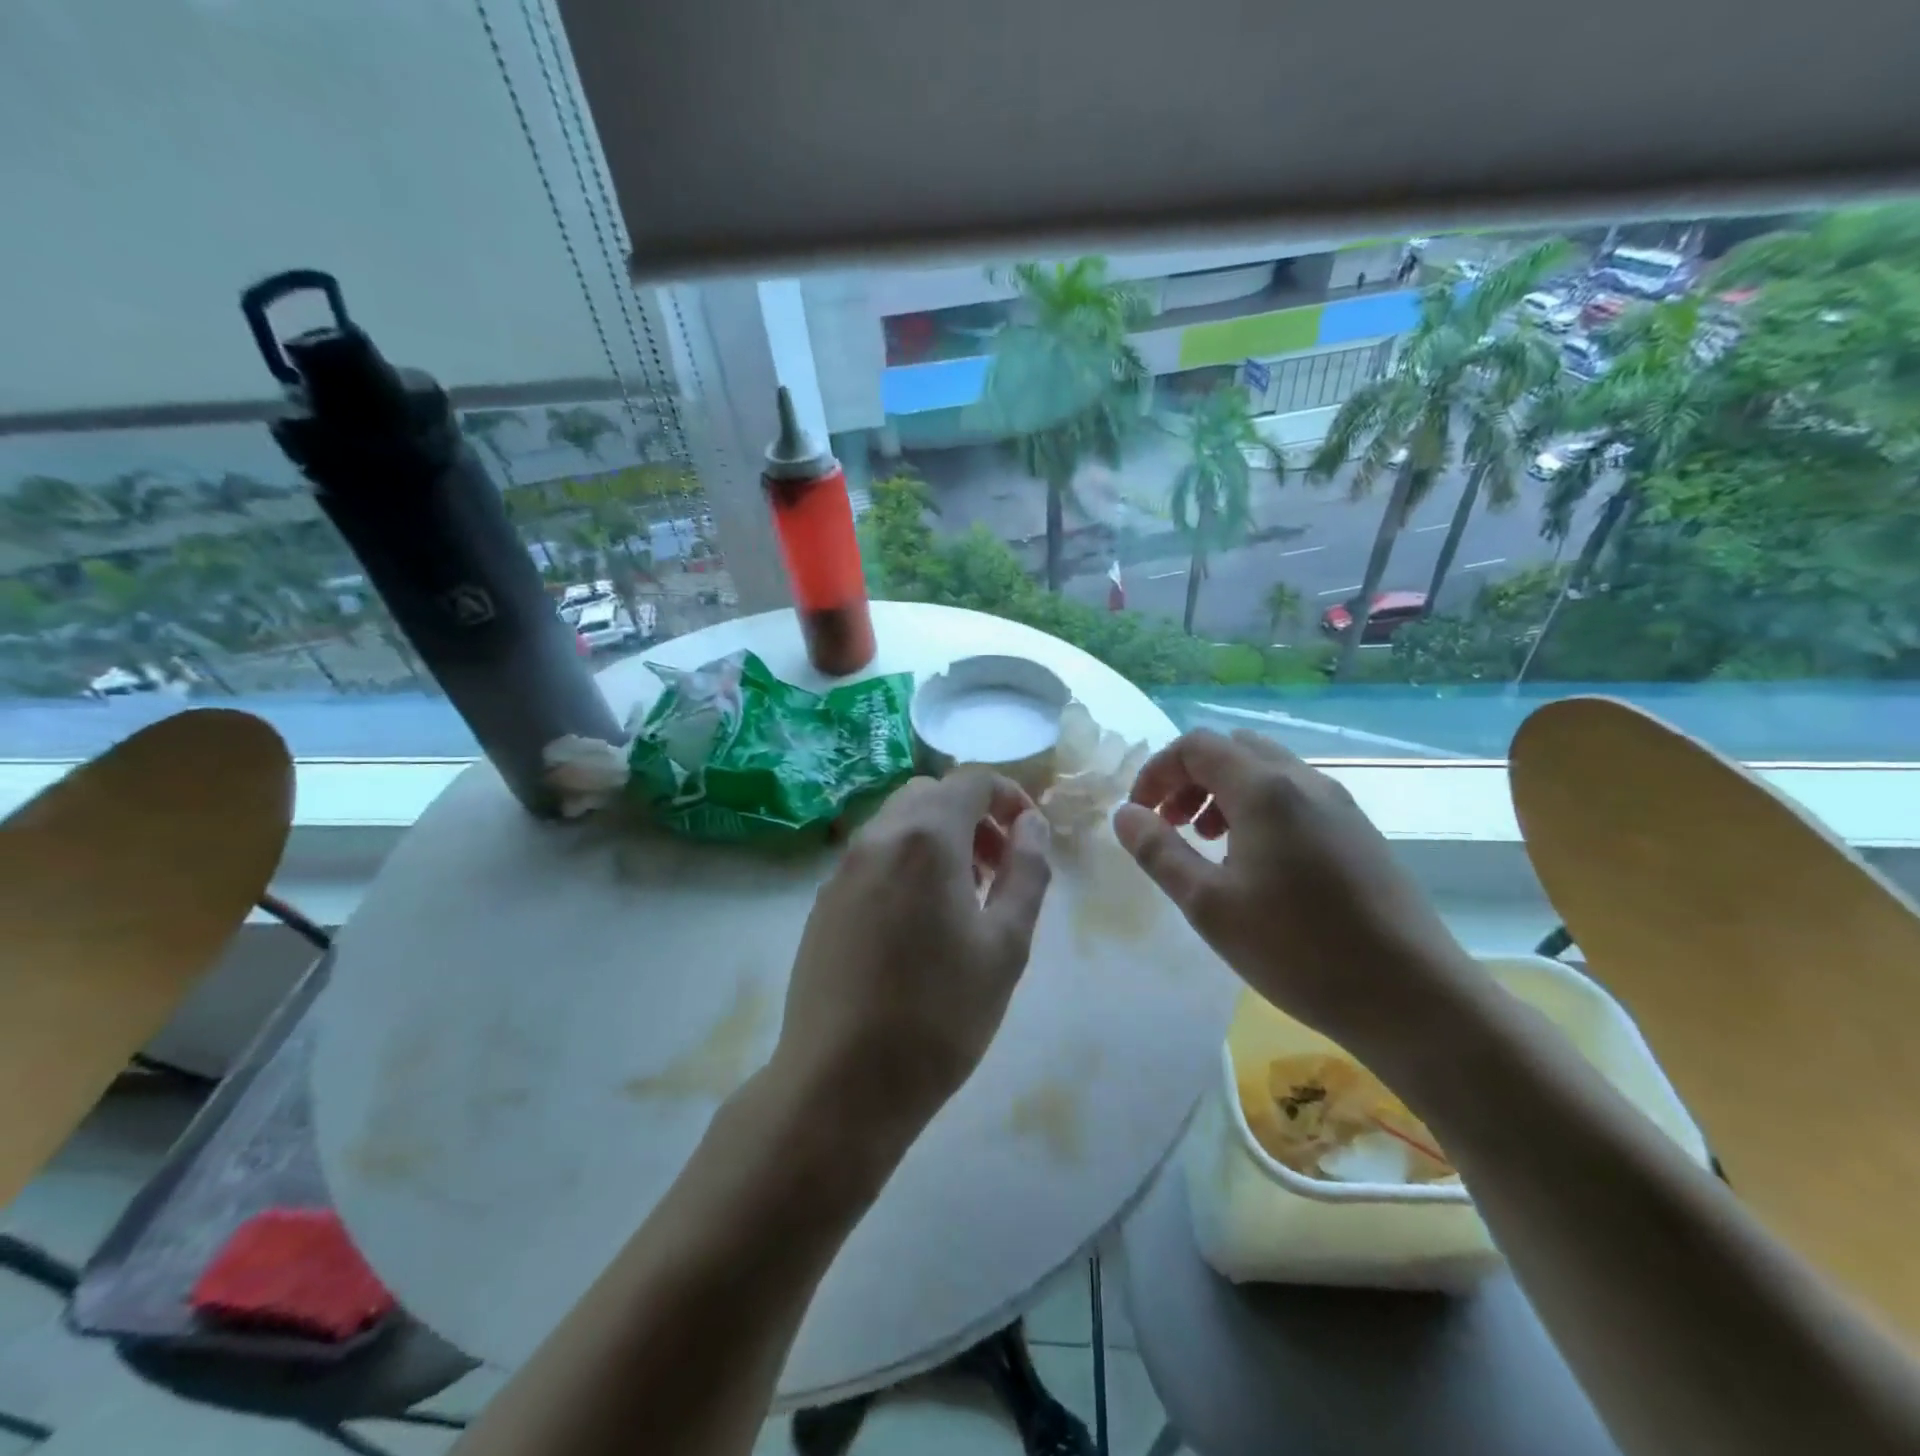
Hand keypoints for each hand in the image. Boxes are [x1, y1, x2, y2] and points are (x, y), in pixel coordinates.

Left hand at [772, 771, 1052, 1154]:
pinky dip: (905, 861)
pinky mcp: (824, 900)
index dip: (1009, 795)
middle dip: (973, 815)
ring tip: (964, 897)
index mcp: (926, 838)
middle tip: (998, 867)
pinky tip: (918, 921)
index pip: (971, 779)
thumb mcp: (1006, 944)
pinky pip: (873, 856)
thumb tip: (1032, 825)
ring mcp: (843, 868)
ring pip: (899, 823)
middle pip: (931, 794)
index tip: (1029, 835)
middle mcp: (878, 837)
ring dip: (939, 837)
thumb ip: (1026, 871)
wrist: (840, 1083)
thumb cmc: (940, 1015)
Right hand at [1112, 729, 1481, 1054]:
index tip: (1141, 814)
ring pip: (1267, 770)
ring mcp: (1339, 804)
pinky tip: (1256, 863)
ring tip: (1209, 843)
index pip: (1197, 745)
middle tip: (1173, 824)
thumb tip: (1124, 814)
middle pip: (1233, 749)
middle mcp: (1304, 781)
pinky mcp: (1359, 831)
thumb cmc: (1297, 949)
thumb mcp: (1208, 905)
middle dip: (1190, 777)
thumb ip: (1159, 851)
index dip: (1158, 771)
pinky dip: (1259, 808)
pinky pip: (1295, 796)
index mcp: (1264, 789)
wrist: (1412, 997)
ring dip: (1224, 792)